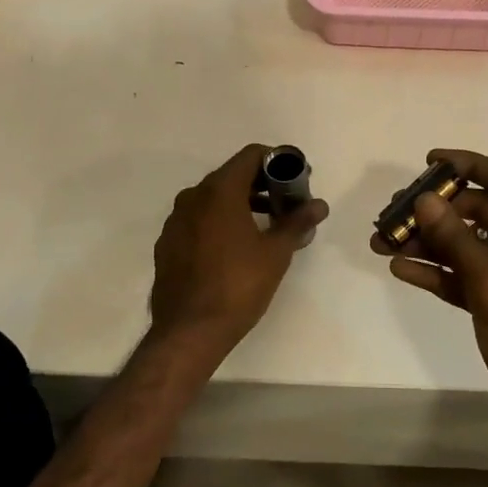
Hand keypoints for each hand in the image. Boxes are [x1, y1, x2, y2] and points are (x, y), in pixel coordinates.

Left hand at [150, 145, 328, 359]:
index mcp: (219, 191)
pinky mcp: (168, 244)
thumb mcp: (276, 253)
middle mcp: (193, 197)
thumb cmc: (238, 286)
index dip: (277, 161)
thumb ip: (297, 222)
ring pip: (213, 199)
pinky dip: (219, 222)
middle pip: (232, 175)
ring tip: (266, 226)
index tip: (296, 179)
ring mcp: (176, 221)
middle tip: (286, 204)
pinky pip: (198, 220)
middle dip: (262, 184)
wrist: (189, 331)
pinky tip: (235, 248)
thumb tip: (319, 205)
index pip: (251, 155)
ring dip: (241, 203)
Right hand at [372, 149, 487, 443]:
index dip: (470, 165)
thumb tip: (422, 200)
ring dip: (428, 242)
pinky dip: (436, 271)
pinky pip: (463, 276)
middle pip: (480, 212)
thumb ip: (455, 238)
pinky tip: (401, 268)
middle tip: (396, 210)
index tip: (430, 160)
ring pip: (466, 245)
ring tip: (383, 241)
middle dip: (437, 212)